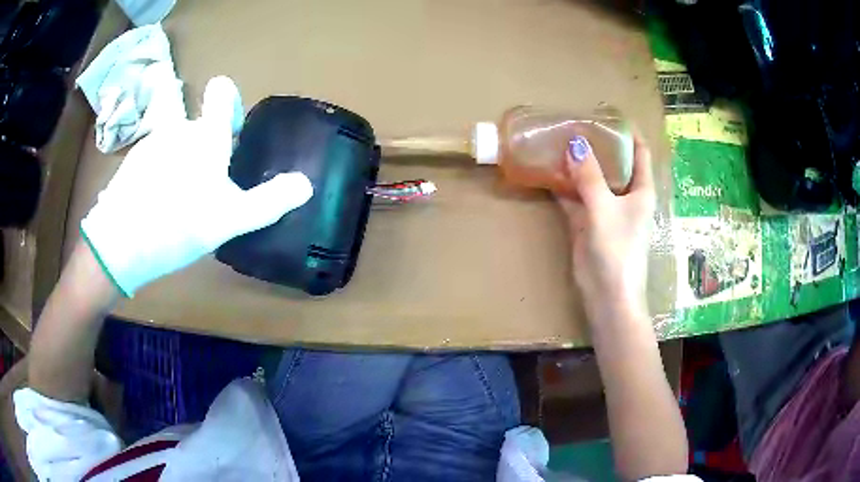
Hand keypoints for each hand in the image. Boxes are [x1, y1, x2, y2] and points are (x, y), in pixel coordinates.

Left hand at [81, 76, 313, 295]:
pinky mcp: (129, 164)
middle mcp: (176, 129)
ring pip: (167, 135)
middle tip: (198, 164)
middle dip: (193, 126)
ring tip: (176, 192)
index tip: (230, 126)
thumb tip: (306, 185)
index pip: (220, 92)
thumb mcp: (230, 220)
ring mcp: (148, 144)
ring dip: (175, 152)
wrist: (120, 245)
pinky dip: (156, 169)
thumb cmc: (179, 225)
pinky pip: (149, 155)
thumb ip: (269, 201)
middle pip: (185, 109)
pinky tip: (155, 200)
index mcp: (204, 136)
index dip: (228, 99)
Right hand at [557, 133, 654, 317]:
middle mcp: (625, 196)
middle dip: (596, 144)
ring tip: (557, 140)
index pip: (640, 152)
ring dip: (577, 164)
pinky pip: (574, 197)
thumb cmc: (617, 250)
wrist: (607, 294)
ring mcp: (605, 209)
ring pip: (591, 179)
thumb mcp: (604, 209)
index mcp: (641, 190)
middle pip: (612, 162)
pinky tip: (547, 170)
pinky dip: (563, 185)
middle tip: (575, 123)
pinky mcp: (587, 222)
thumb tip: (575, 144)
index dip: (628, 133)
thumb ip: (589, 177)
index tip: (609, 115)